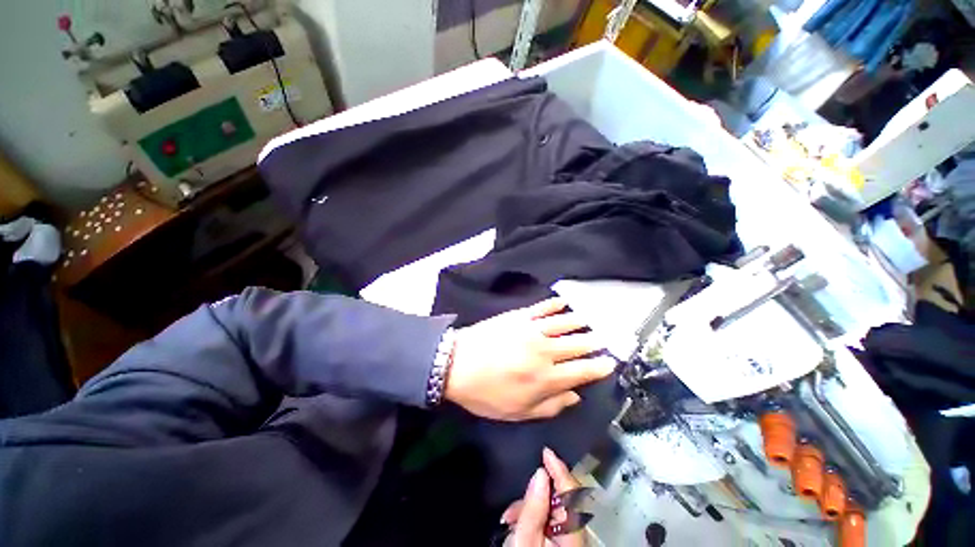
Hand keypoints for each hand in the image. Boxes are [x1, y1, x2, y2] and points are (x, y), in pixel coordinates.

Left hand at [445, 298, 613, 420]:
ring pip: (564, 323)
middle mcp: (545, 351)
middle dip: (594, 343)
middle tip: (605, 340)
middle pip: (577, 344)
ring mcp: (532, 329)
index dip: (599, 367)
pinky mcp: (519, 316)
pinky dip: (554, 304)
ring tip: (589, 321)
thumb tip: (575, 395)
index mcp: (546, 378)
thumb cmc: (486, 393)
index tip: (610, 363)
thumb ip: (550, 405)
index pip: (582, 371)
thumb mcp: (518, 412)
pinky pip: (541, 307)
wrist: (456, 364)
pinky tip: (563, 302)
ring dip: (579, 322)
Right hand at [502, 447, 586, 546]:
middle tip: (517, 503)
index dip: (558, 468)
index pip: (570, 490)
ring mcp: (570, 537)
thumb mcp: (525, 537)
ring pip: (552, 507)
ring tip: (512, 518)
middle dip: (536, 492)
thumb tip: (540, 474)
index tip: (546, 451)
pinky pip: (549, 519)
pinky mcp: (563, 541)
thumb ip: (533, 506)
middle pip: (559, 498)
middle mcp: (576, 532)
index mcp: (572, 529)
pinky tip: (517, 524)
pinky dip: (533, 516)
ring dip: (530, 506)